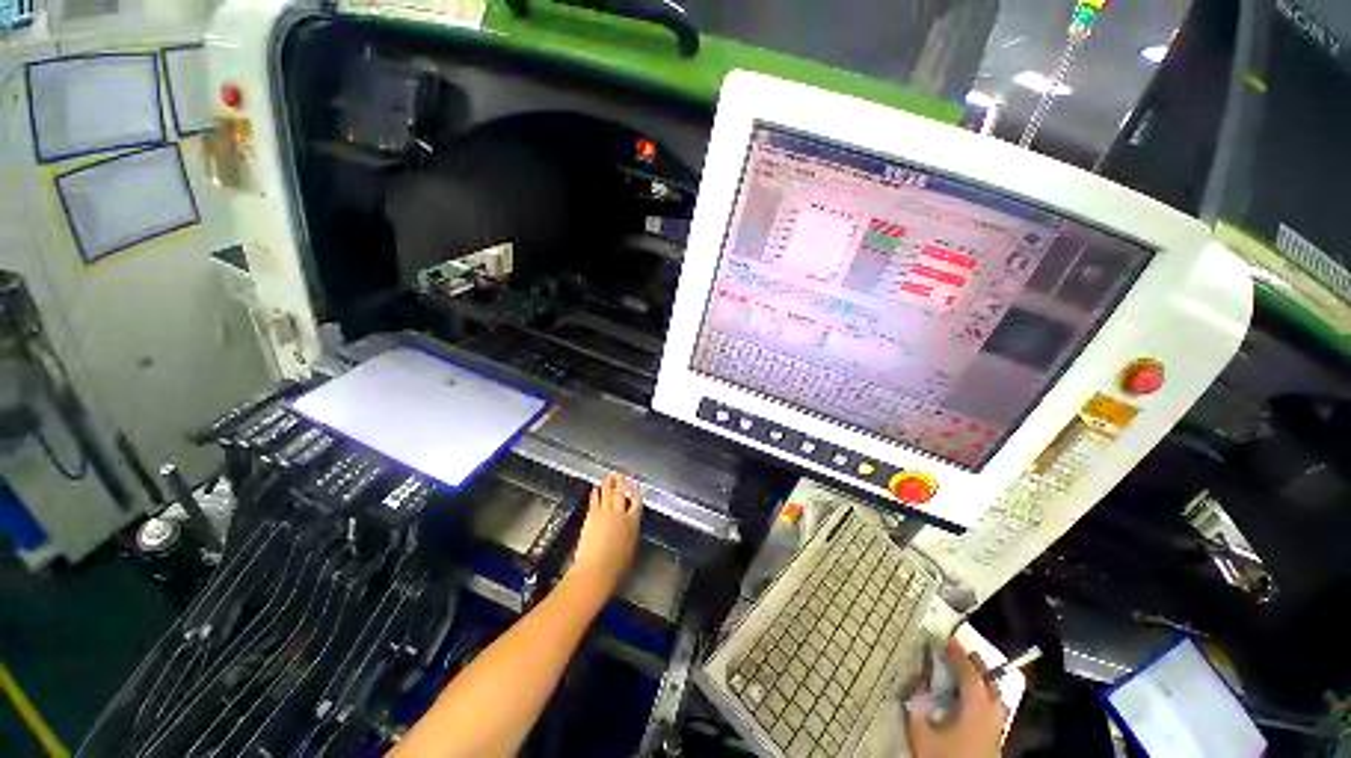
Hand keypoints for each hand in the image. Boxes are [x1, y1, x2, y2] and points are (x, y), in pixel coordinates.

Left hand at [567, 473, 641, 595]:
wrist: (597, 569)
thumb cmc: (616, 566)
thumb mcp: (631, 548)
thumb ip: (631, 533)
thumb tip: (630, 527)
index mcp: (633, 522)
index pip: (637, 502)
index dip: (636, 492)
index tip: (636, 485)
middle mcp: (620, 513)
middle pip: (621, 493)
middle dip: (621, 482)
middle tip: (620, 475)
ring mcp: (605, 512)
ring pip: (608, 493)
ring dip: (608, 483)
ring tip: (609, 476)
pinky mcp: (592, 515)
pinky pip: (595, 499)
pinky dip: (595, 492)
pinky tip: (595, 488)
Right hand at [906, 640, 1007, 757]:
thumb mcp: (921, 731)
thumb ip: (917, 703)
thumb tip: (915, 680)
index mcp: (976, 707)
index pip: (970, 673)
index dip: (958, 654)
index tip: (947, 638)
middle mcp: (992, 714)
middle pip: (989, 683)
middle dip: (976, 664)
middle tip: (959, 650)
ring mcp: (997, 729)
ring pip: (995, 697)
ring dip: (982, 680)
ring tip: (967, 671)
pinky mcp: (995, 741)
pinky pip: (993, 709)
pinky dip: (983, 695)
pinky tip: (970, 699)